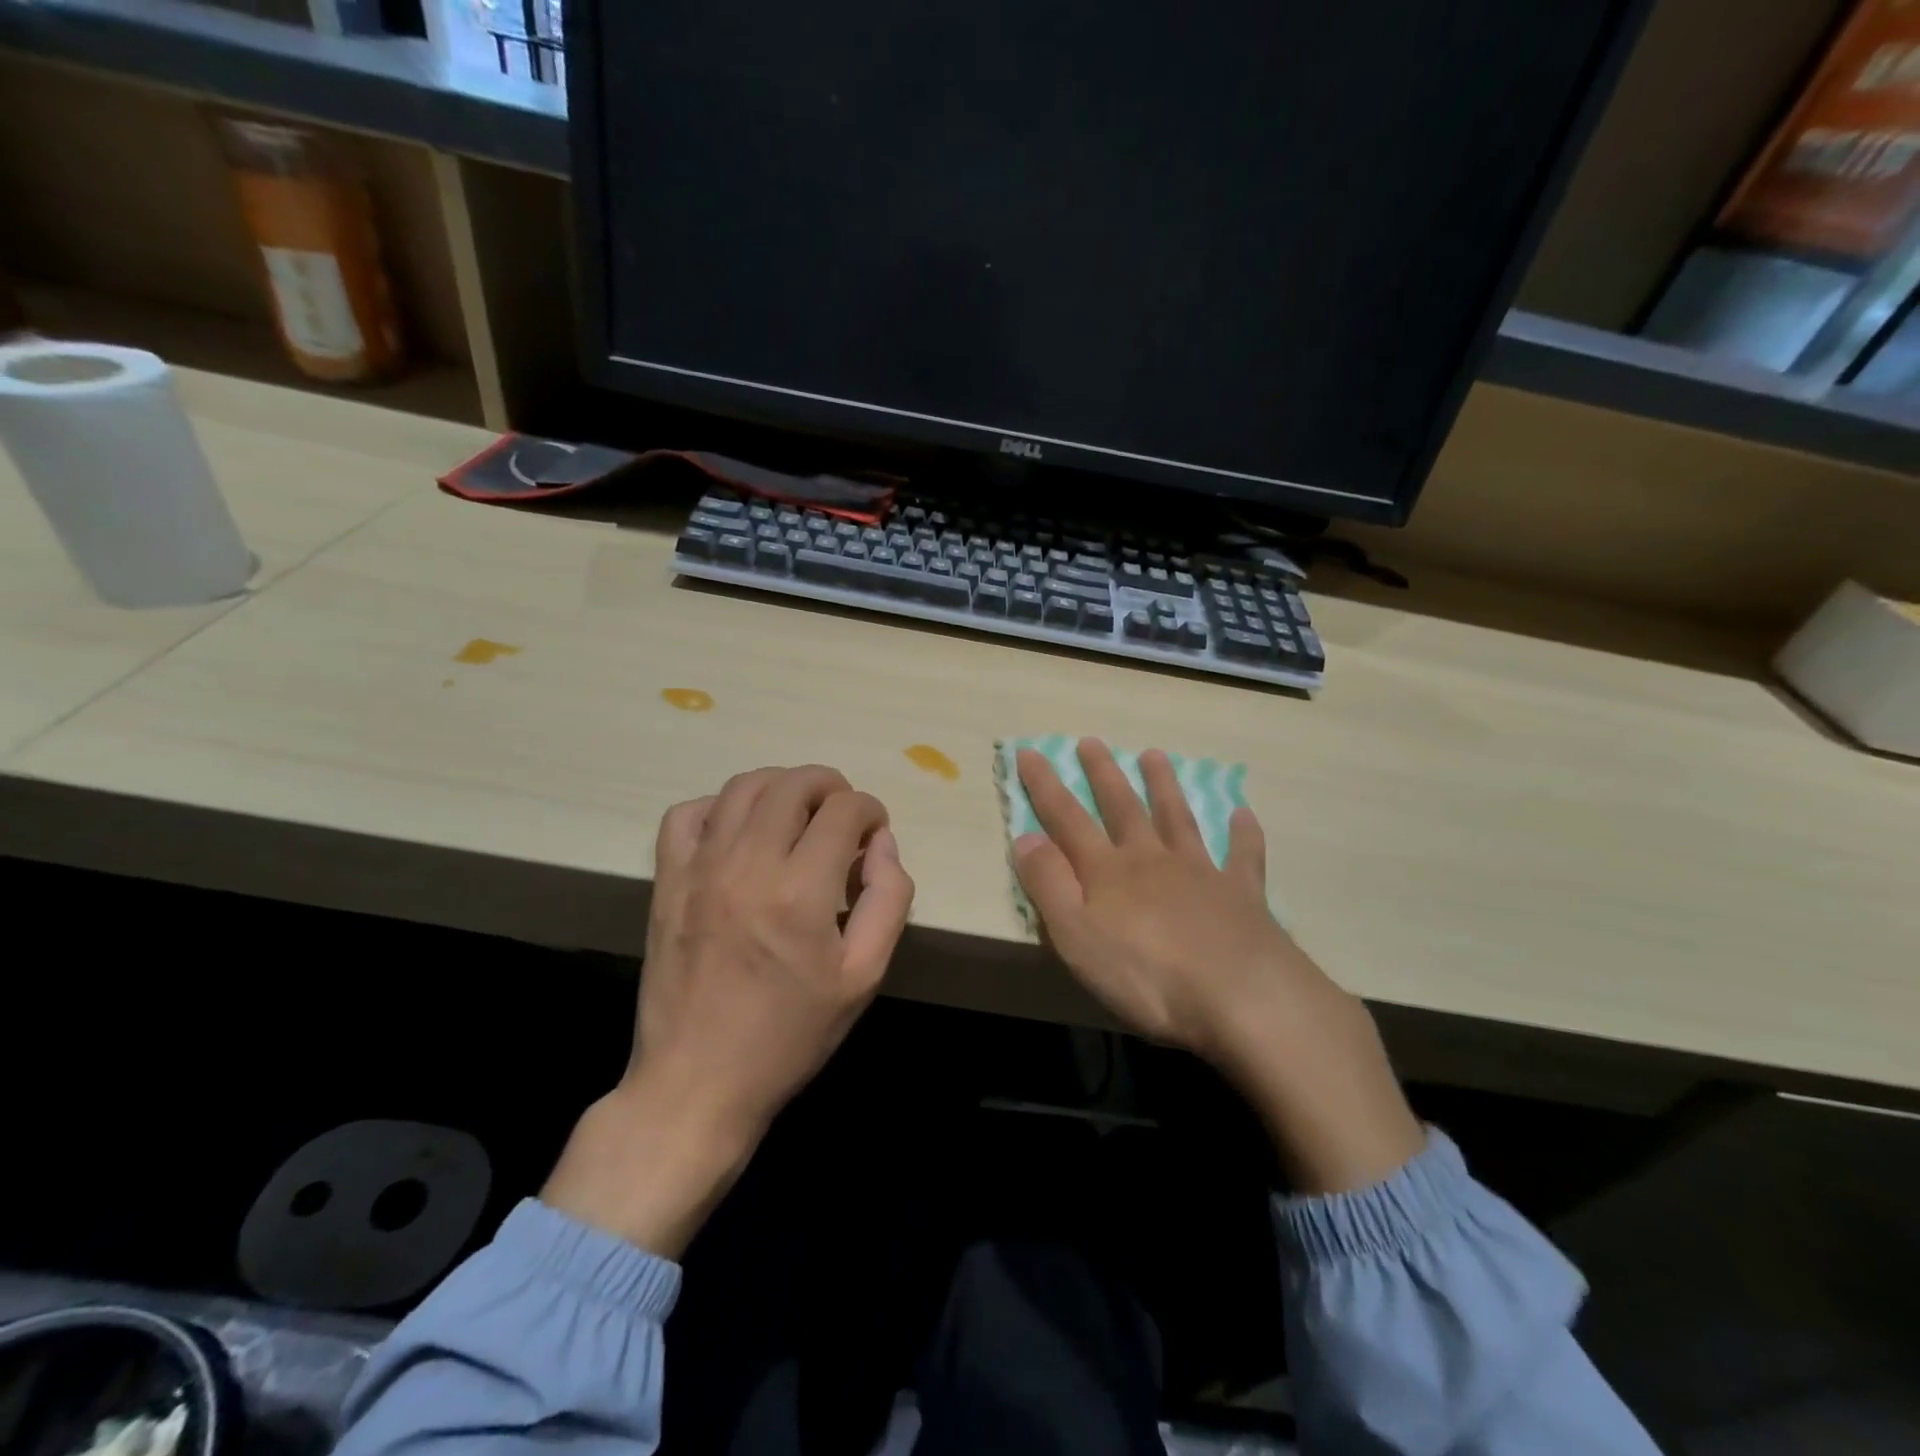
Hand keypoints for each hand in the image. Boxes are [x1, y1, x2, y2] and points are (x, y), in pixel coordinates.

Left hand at [544, 765, 914, 1253]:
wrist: (698, 1082)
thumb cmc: (790, 1034)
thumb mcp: (864, 976)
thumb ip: (889, 899)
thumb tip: (883, 843)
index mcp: (802, 892)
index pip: (844, 810)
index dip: (870, 810)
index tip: (874, 833)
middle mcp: (748, 865)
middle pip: (794, 784)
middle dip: (830, 786)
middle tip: (843, 816)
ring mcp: (700, 869)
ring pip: (743, 787)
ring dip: (781, 785)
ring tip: (798, 813)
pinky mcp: (667, 881)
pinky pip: (686, 814)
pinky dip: (719, 806)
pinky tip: (739, 831)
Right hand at [1014, 739, 1421, 1193]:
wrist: (1241, 996)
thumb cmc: (1145, 975)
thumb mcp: (1075, 936)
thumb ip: (1048, 885)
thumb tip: (1025, 837)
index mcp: (1108, 871)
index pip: (1067, 819)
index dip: (1045, 786)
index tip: (1030, 751)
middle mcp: (1151, 859)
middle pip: (1123, 808)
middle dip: (1103, 774)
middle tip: (1092, 742)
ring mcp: (1200, 873)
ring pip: (1177, 819)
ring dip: (1164, 787)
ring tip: (1154, 755)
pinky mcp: (1241, 895)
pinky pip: (1242, 857)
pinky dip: (1242, 835)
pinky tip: (1243, 815)